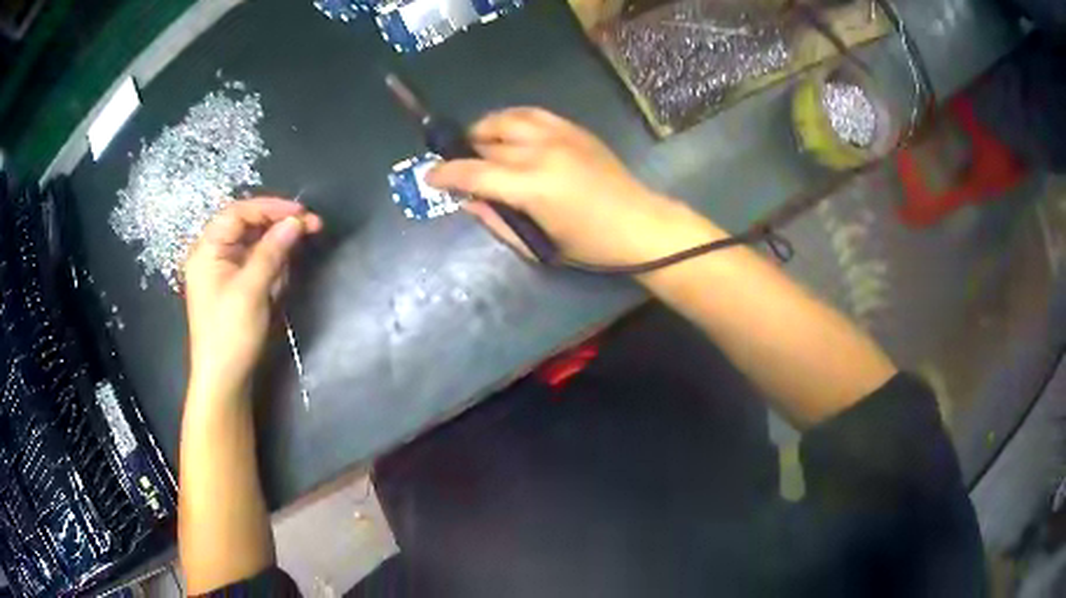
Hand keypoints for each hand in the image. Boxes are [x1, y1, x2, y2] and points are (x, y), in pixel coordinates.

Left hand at [184, 198, 321, 400]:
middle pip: (247, 226)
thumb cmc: (230, 333)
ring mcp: (223, 272)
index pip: (238, 213)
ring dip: (277, 251)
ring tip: (292, 265)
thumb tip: (296, 221)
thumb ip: (272, 251)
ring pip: (255, 246)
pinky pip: (255, 266)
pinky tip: (280, 282)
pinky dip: (271, 268)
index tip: (300, 212)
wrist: (224, 381)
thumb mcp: (252, 289)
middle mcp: (213, 255)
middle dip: (278, 227)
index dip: (270, 207)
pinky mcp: (234, 288)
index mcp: (207, 250)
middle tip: (311, 227)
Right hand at [426, 108, 721, 265]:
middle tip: (461, 168)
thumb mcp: (537, 245)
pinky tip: (508, 132)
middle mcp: (541, 152)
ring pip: (507, 118)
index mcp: (531, 187)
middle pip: (487, 142)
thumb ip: (496, 220)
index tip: (430, 176)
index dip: (446, 173)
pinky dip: (512, 119)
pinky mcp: (574, 129)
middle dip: (466, 154)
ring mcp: (559, 135)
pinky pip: (532, 113)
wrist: (640, 225)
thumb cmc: (590, 247)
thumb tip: (467, 200)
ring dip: (485, 129)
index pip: (474, 172)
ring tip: (479, 143)